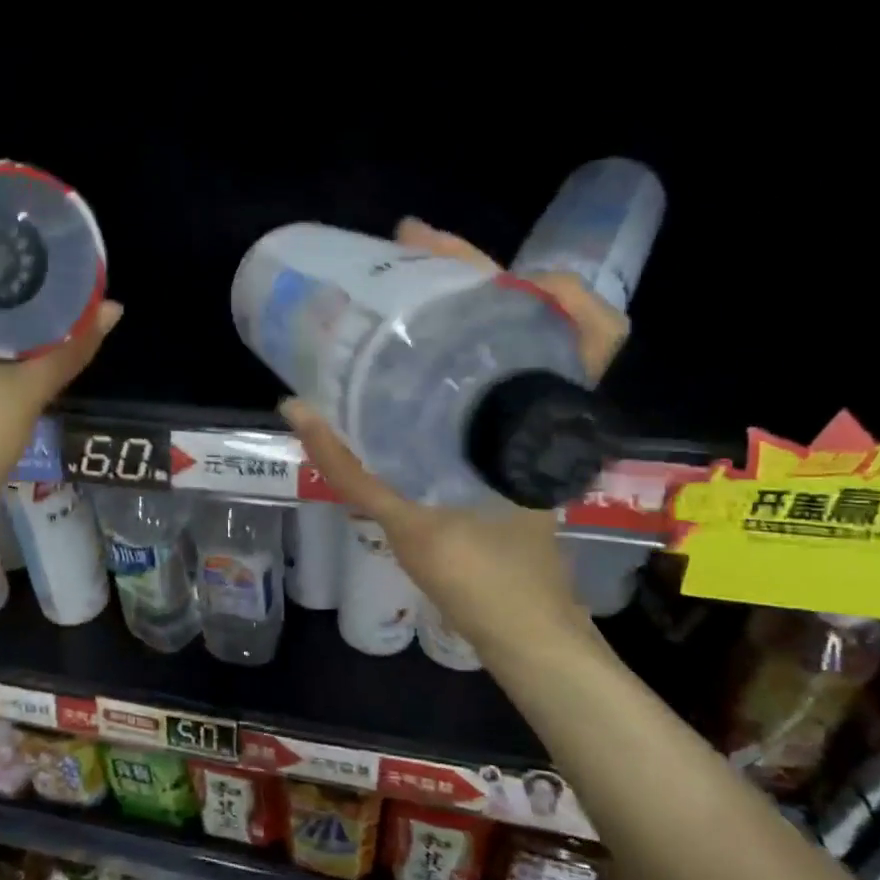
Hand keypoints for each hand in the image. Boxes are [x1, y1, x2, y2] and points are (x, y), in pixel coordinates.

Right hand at [281, 217, 626, 676]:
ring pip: (510, 345)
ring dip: (464, 309)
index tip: (478, 260)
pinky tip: (407, 360)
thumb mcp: (410, 517)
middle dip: (476, 274)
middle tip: (406, 250)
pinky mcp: (507, 448)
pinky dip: (454, 355)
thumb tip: (294, 406)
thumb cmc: (484, 574)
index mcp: (545, 417)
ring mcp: (529, 428)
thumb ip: (351, 465)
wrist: (521, 628)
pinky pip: (488, 382)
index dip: (549, 280)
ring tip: (400, 290)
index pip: (586, 326)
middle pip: (534, 317)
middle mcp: (546, 410)